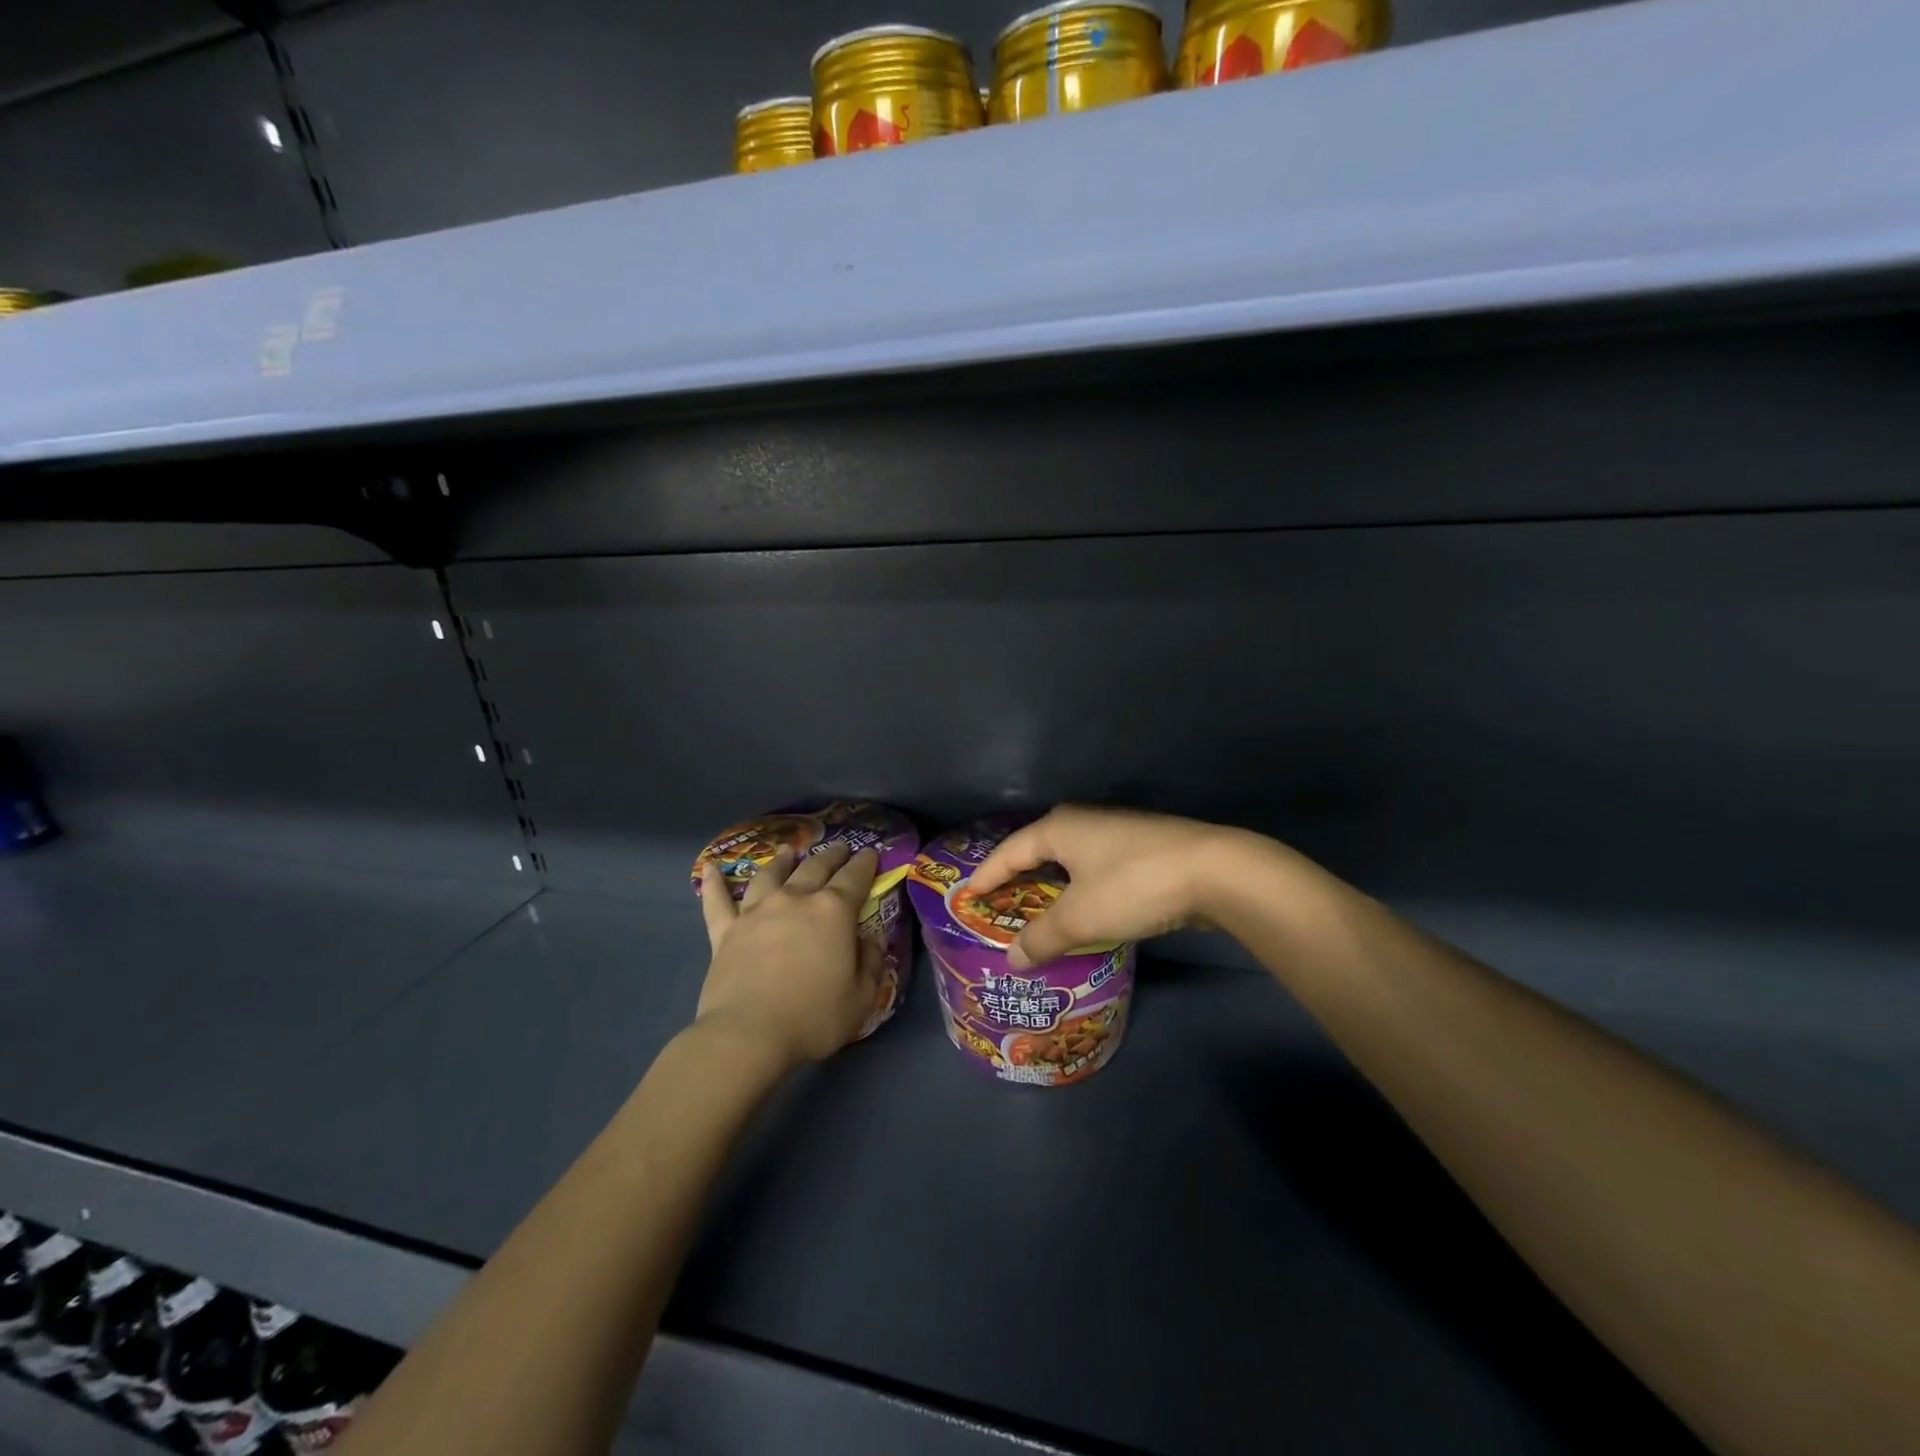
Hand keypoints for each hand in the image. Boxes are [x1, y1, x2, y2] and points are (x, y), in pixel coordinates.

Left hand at [696, 841, 881, 1068]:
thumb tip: (872, 938)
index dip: (865, 863)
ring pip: (770, 875)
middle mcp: (795, 900)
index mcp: (833, 911)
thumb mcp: (862, 997)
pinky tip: (710, 868)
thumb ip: (871, 962)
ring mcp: (756, 912)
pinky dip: (713, 883)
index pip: (855, 878)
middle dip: (831, 855)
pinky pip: (717, 901)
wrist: (748, 1035)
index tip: (870, 852)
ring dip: (781, 861)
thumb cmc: (813, 1017)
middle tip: (839, 848)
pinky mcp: (725, 931)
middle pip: (815, 867)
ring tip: (787, 851)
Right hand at [965, 805, 1254, 968]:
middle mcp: (1083, 821)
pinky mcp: (1141, 847)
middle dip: (1017, 878)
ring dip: (1051, 885)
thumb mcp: (1080, 918)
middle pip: (1037, 850)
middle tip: (997, 904)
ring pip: (1069, 859)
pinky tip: (1081, 908)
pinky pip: (1094, 868)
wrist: (1215, 871)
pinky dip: (1079, 888)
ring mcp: (1115, 831)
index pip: (1008, 852)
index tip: (965, 896)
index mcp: (1059, 828)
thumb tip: (1011, 958)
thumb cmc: (1133, 886)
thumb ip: (1041, 937)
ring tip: (1035, 910)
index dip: (985, 876)